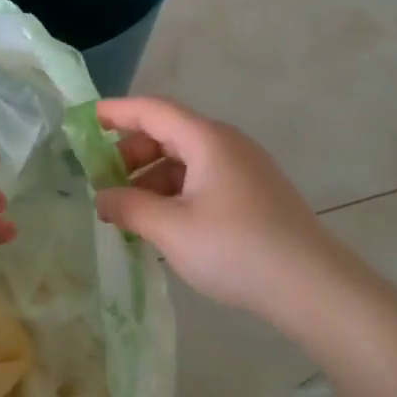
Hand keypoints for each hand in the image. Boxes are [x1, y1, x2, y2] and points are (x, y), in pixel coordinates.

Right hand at [95, 97, 340, 322]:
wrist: (311, 286)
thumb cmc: (235, 249)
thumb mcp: (171, 229)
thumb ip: (129, 207)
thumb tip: (101, 197)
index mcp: (207, 140)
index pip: (153, 111)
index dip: (116, 112)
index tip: (84, 120)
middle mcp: (227, 145)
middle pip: (168, 133)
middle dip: (130, 153)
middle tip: (102, 182)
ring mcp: (243, 170)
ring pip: (185, 160)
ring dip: (151, 178)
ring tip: (127, 212)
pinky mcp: (252, 194)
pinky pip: (202, 180)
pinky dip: (174, 193)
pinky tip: (161, 224)